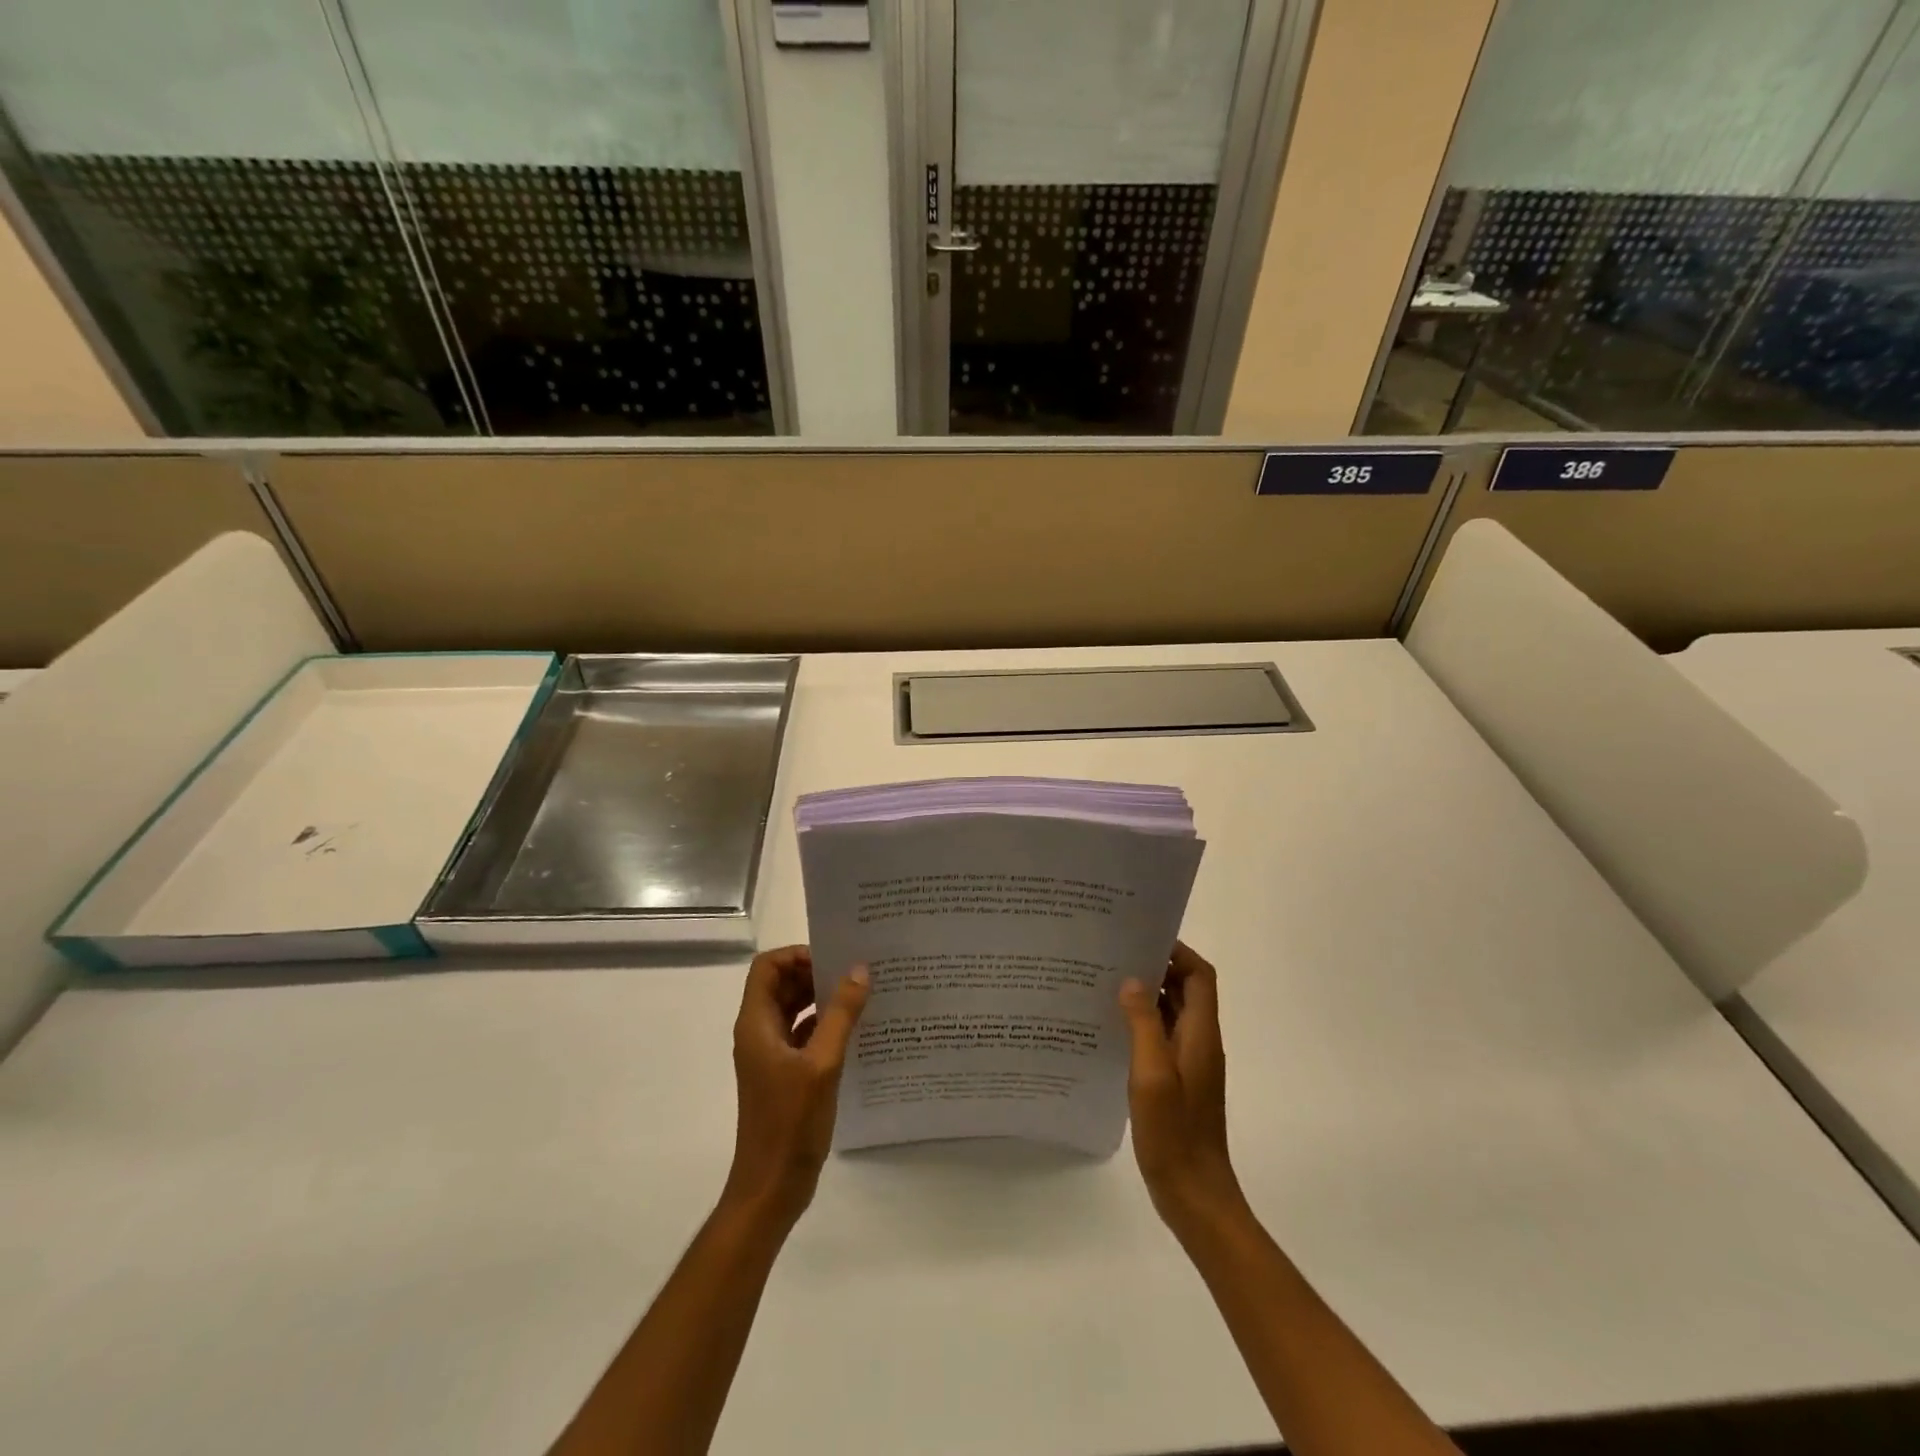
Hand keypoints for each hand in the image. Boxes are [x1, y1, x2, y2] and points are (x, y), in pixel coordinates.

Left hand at [722, 945, 869, 1229]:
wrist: (771, 1188)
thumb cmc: (790, 1123)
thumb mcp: (822, 1064)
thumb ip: (841, 1014)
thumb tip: (859, 969)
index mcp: (756, 1024)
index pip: (768, 967)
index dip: (797, 955)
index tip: (833, 959)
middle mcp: (759, 1033)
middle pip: (781, 984)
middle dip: (814, 973)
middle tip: (855, 972)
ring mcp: (771, 1055)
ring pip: (794, 1009)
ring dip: (822, 998)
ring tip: (862, 994)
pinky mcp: (785, 1074)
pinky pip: (804, 1034)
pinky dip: (825, 1024)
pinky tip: (857, 1028)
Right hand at [1120, 942, 1244, 1234]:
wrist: (1194, 1193)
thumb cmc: (1174, 1132)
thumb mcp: (1152, 1074)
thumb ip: (1143, 1024)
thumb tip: (1132, 980)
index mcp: (1201, 1034)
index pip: (1200, 976)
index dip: (1178, 951)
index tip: (1143, 937)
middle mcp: (1199, 1041)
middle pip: (1186, 989)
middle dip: (1157, 966)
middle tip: (1116, 953)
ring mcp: (1189, 1063)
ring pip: (1172, 1012)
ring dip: (1147, 994)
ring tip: (1107, 980)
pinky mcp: (1177, 1081)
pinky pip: (1162, 1037)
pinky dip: (1142, 1022)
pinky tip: (1111, 1026)